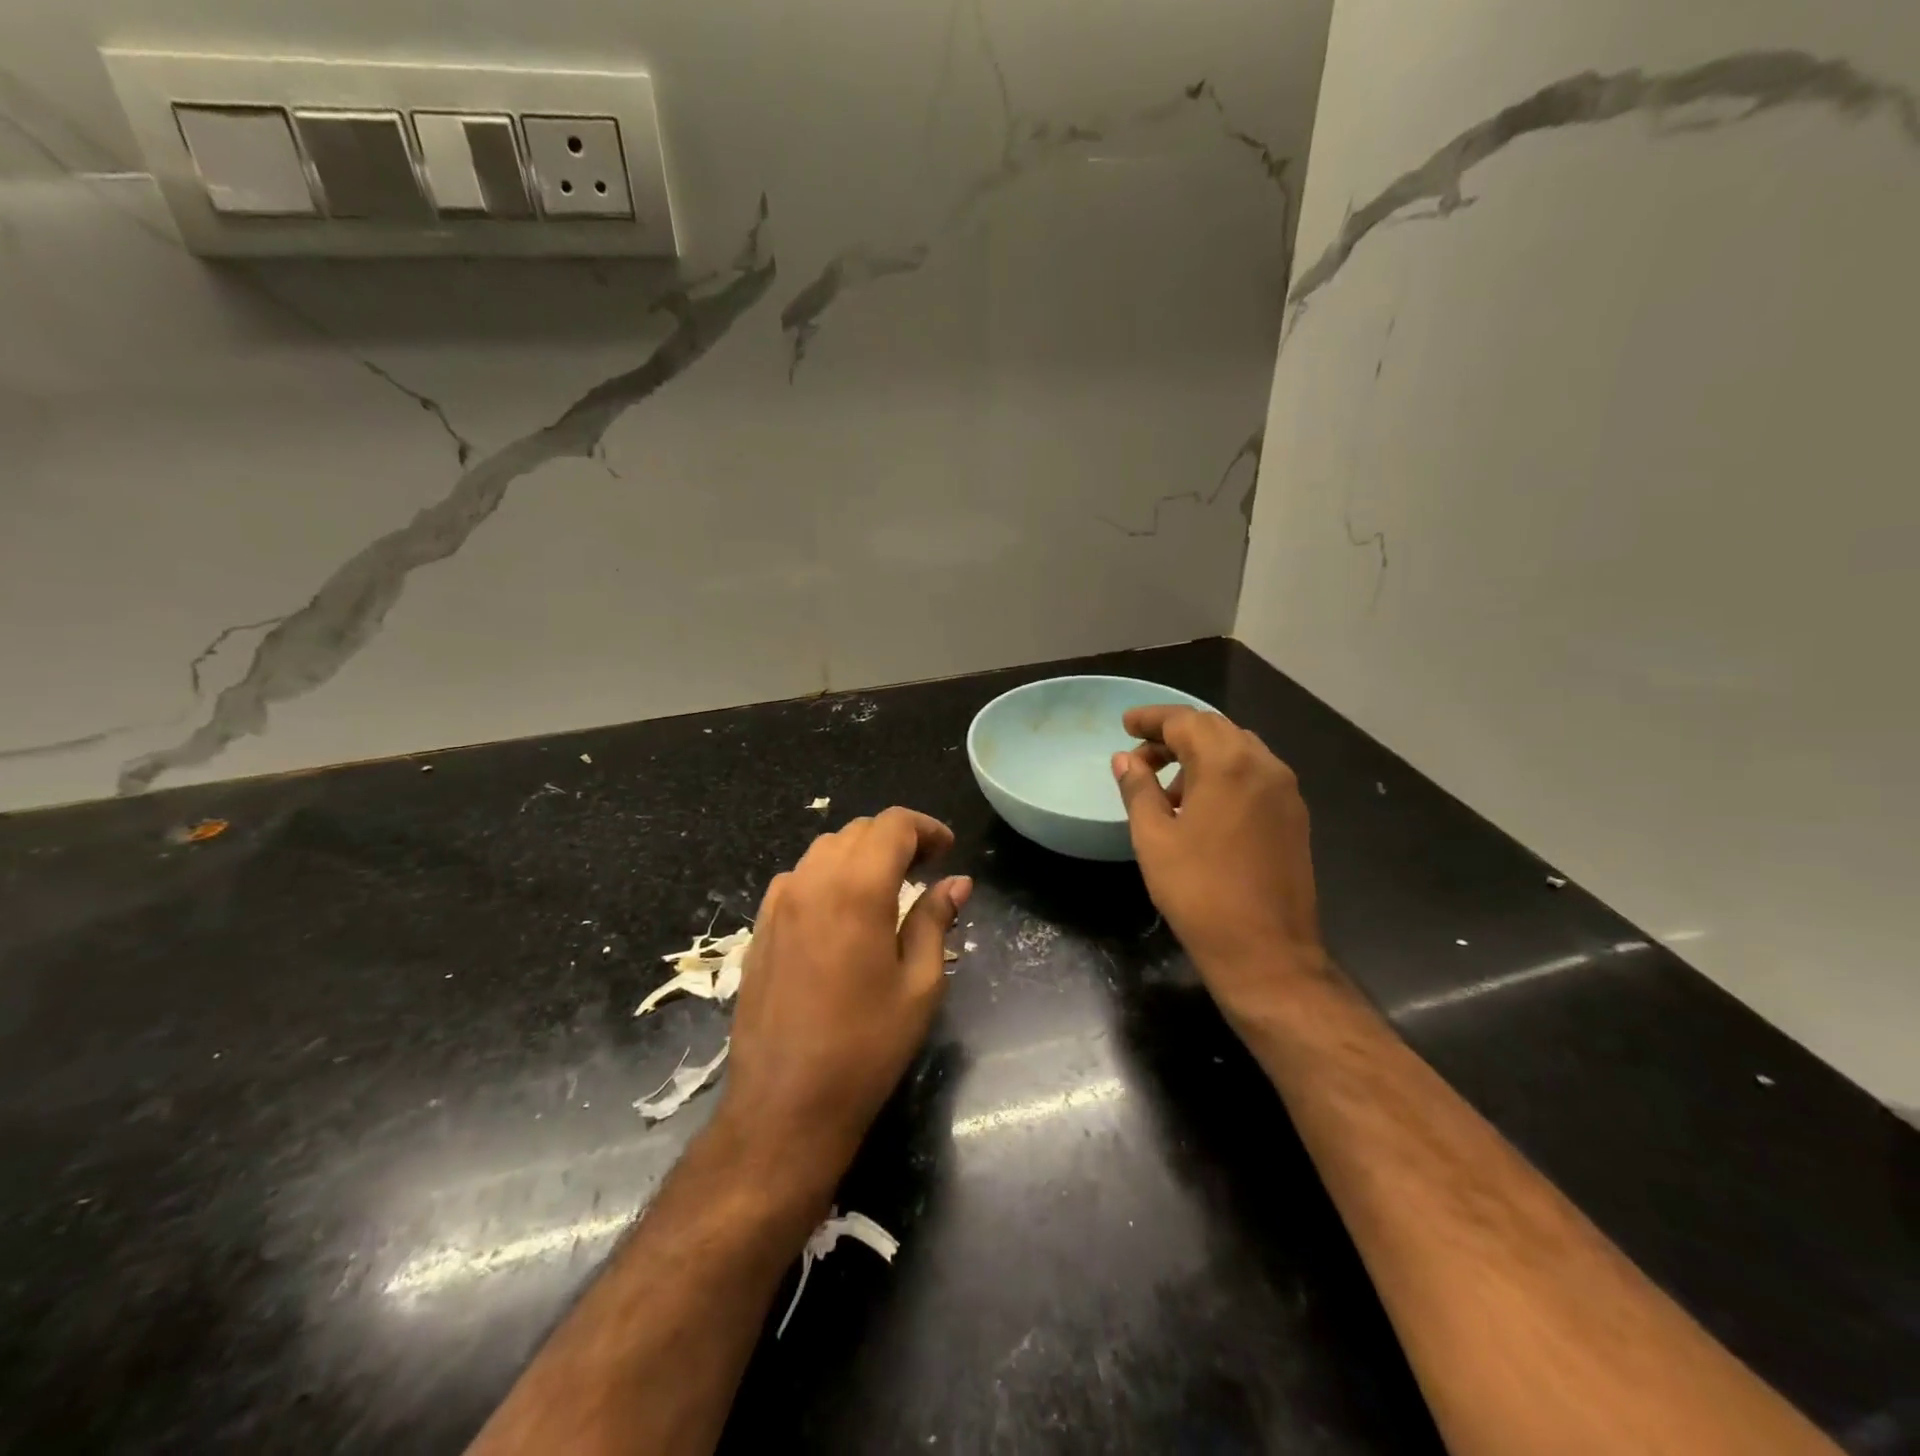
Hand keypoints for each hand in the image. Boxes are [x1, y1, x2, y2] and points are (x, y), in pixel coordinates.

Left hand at [716, 807, 970, 1189]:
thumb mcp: (919, 985)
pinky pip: (799, 877)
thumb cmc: (866, 1048)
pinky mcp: (761, 926)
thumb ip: (935, 920)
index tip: (948, 851)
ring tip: (887, 887)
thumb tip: (957, 882)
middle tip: (925, 869)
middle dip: (897, 839)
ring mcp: (779, 902)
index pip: (893, 825)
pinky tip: (843, 911)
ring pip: (825, 849)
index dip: (926, 828)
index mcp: (857, 890)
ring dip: (861, 854)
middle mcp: (812, 881)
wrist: (785, 1105)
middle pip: (858, 831)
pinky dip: (828, 875)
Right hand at [1112, 706, 1326, 1016]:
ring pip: (1238, 750)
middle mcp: (1264, 765)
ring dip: (1200, 755)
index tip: (1125, 725)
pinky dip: (1224, 775)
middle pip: (1215, 730)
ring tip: (1167, 788)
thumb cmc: (1199, 892)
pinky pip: (1255, 775)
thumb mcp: (1154, 838)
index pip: (1185, 721)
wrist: (1266, 951)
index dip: (1151, 719)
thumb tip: (1126, 759)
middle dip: (1175, 735)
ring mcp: (1285, 791)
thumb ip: (1138, 789)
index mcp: (1228, 764)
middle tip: (1140, 755)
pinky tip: (1201, 807)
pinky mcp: (1294, 816)